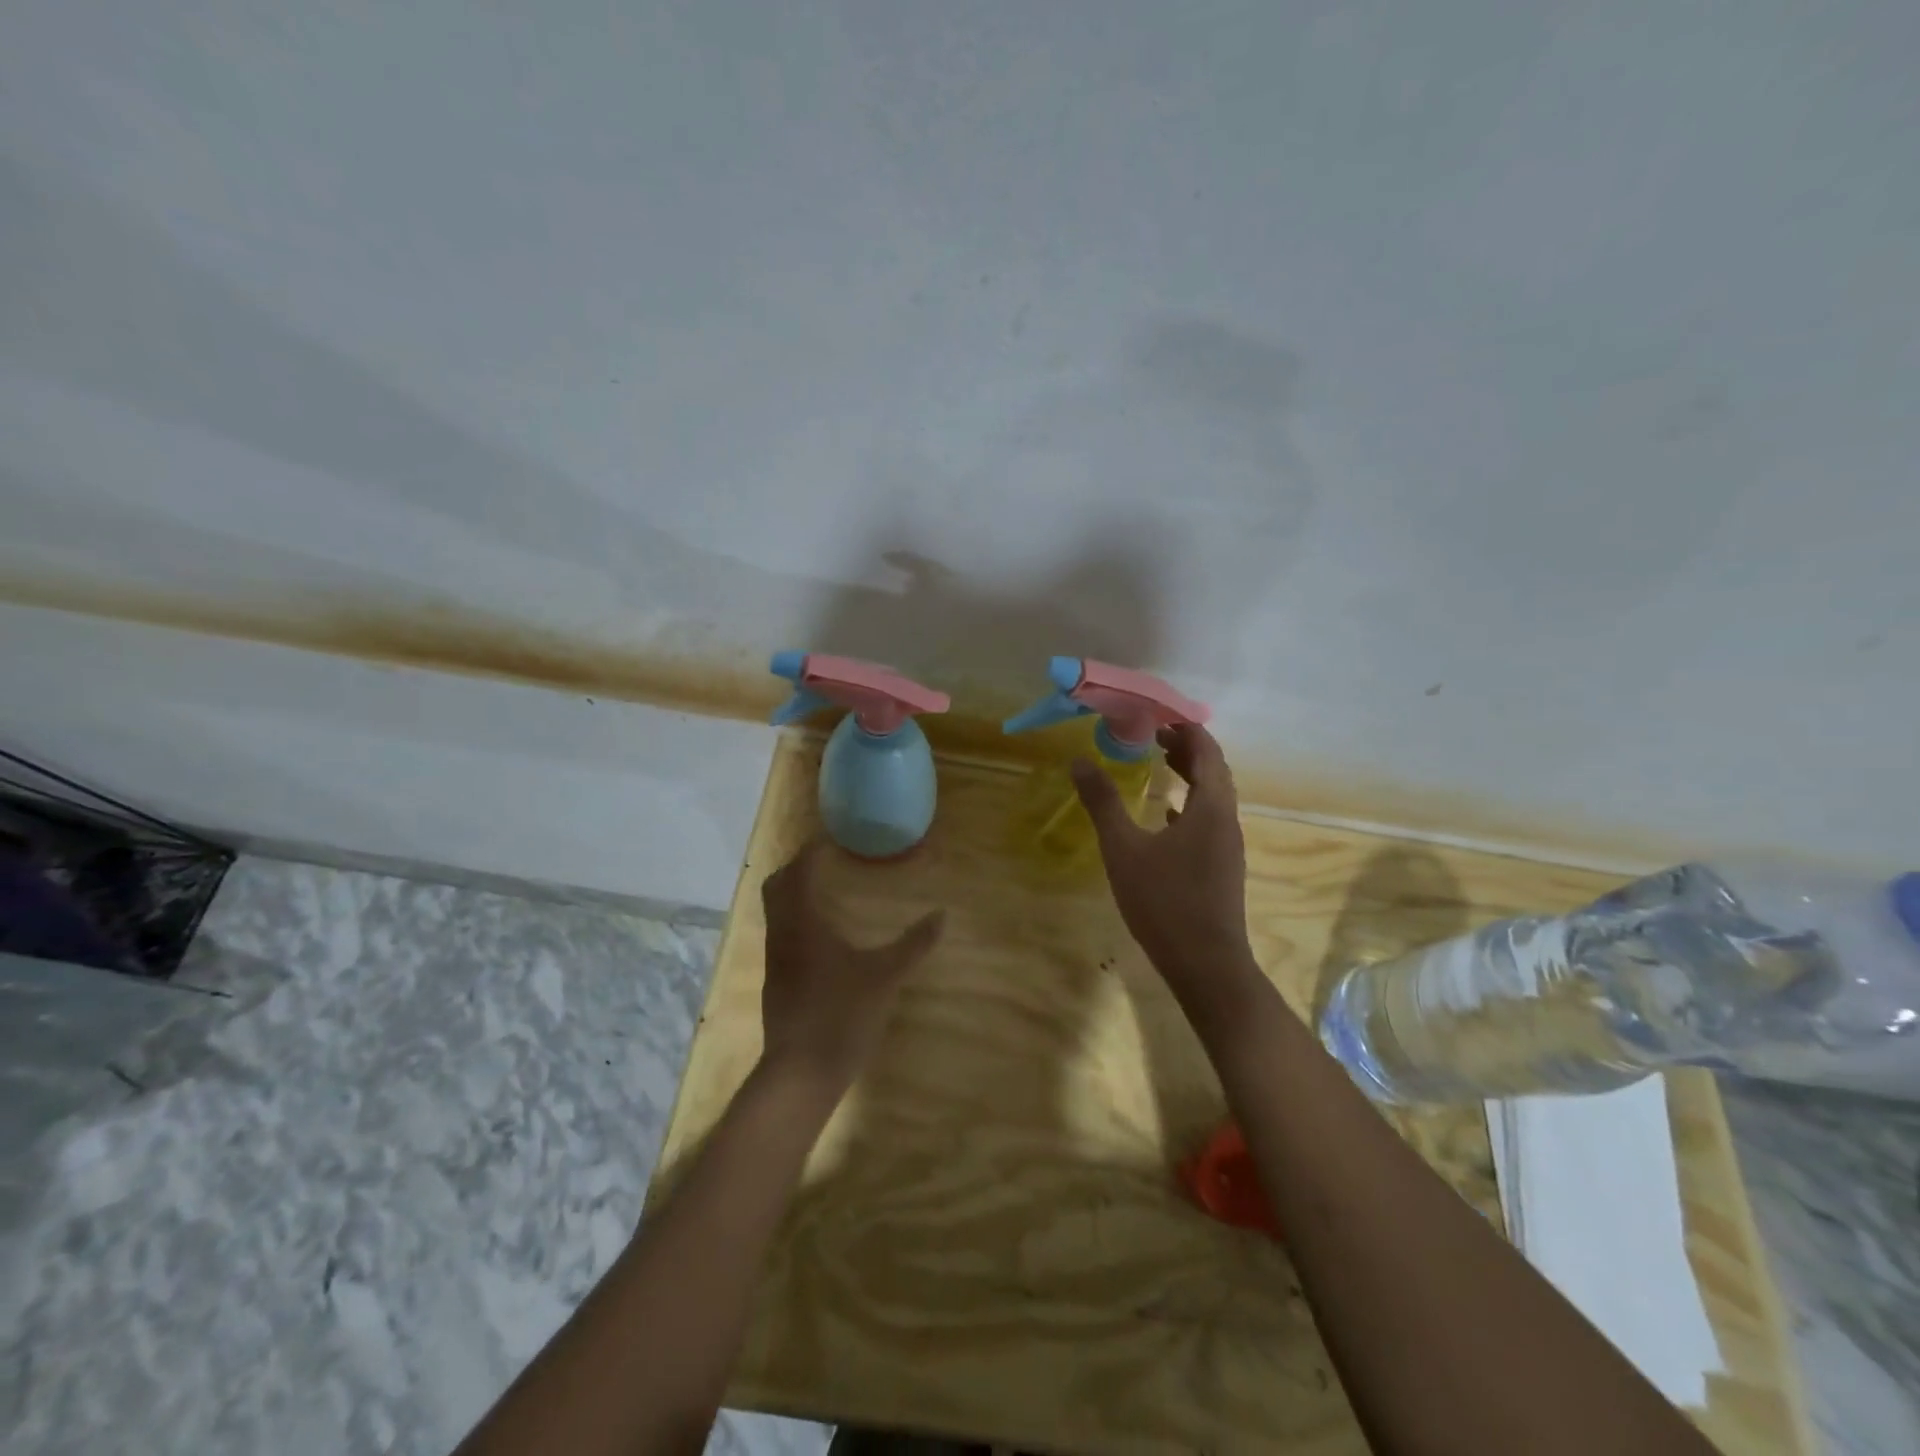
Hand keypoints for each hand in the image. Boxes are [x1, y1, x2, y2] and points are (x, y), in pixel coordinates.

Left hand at [758, 840, 944, 1091]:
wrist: (801, 1074)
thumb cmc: (842, 1015)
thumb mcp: (885, 977)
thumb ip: (913, 945)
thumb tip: (941, 916)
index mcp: (802, 925)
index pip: (797, 872)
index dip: (810, 852)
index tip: (829, 840)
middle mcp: (781, 936)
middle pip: (776, 888)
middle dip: (796, 869)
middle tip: (825, 862)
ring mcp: (774, 962)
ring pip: (776, 914)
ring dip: (793, 896)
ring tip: (825, 893)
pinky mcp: (776, 984)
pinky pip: (780, 936)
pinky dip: (795, 921)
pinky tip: (821, 938)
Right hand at [1072, 723, 1253, 995]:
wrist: (1206, 964)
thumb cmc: (1164, 901)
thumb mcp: (1124, 849)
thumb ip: (1102, 803)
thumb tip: (1078, 761)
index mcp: (1210, 807)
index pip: (1207, 752)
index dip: (1186, 728)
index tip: (1159, 714)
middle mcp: (1226, 820)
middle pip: (1214, 771)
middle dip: (1187, 748)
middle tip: (1155, 734)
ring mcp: (1227, 846)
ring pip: (1213, 797)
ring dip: (1190, 775)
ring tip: (1160, 763)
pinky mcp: (1222, 867)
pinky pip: (1209, 821)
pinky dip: (1189, 805)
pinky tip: (1166, 815)